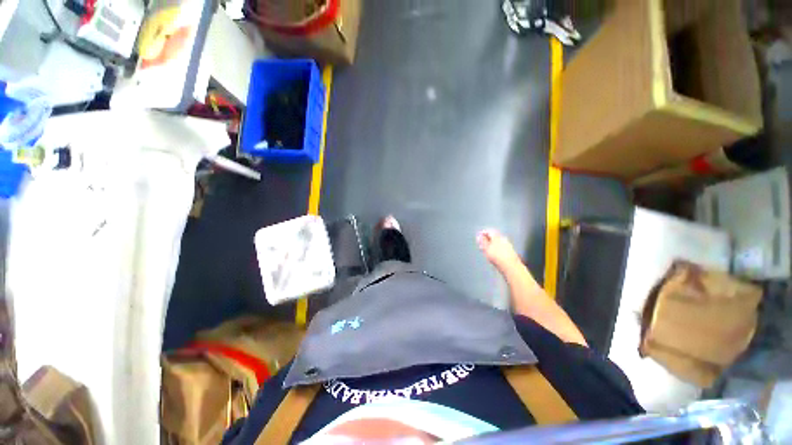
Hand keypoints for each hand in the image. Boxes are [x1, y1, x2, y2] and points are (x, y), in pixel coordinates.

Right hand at [476, 229, 521, 271]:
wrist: (510, 266)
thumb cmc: (496, 256)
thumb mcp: (486, 248)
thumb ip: (482, 241)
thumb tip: (479, 236)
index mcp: (497, 236)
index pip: (489, 231)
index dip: (483, 233)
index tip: (478, 237)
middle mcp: (503, 239)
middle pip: (494, 236)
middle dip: (487, 239)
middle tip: (481, 244)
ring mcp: (507, 245)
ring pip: (497, 242)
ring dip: (491, 244)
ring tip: (486, 250)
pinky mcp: (510, 251)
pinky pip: (501, 247)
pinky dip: (495, 248)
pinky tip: (493, 254)